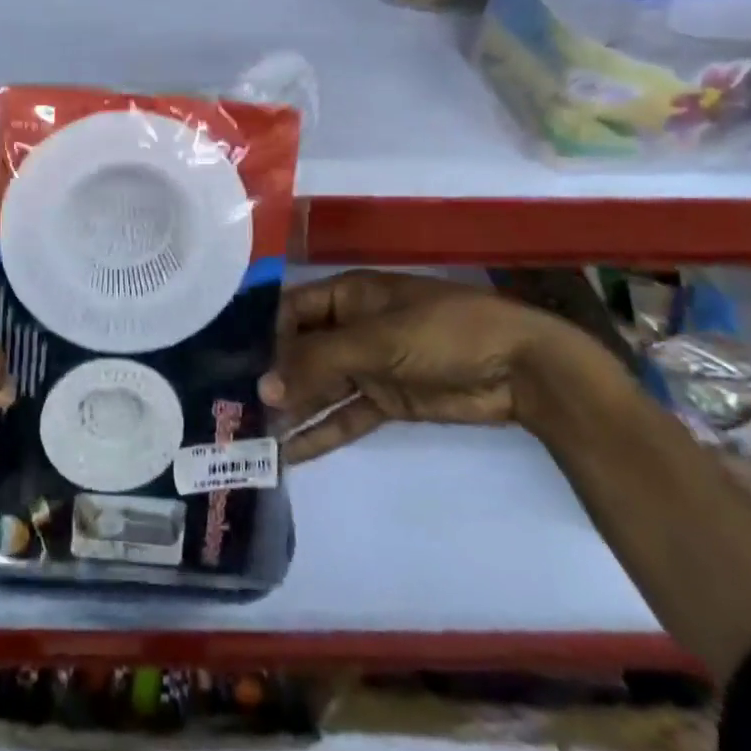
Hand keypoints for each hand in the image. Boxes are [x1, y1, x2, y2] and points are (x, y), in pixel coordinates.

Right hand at [260, 270, 586, 462]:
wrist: (521, 369)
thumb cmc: (442, 332)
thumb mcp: (375, 339)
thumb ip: (318, 362)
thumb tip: (262, 387)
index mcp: (347, 295)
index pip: (290, 310)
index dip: (262, 335)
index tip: (230, 364)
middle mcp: (350, 327)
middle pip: (301, 351)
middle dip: (272, 378)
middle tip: (231, 408)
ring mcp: (369, 365)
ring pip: (320, 387)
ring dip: (292, 409)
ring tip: (252, 436)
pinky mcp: (387, 401)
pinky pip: (345, 416)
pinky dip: (320, 433)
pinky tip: (289, 455)